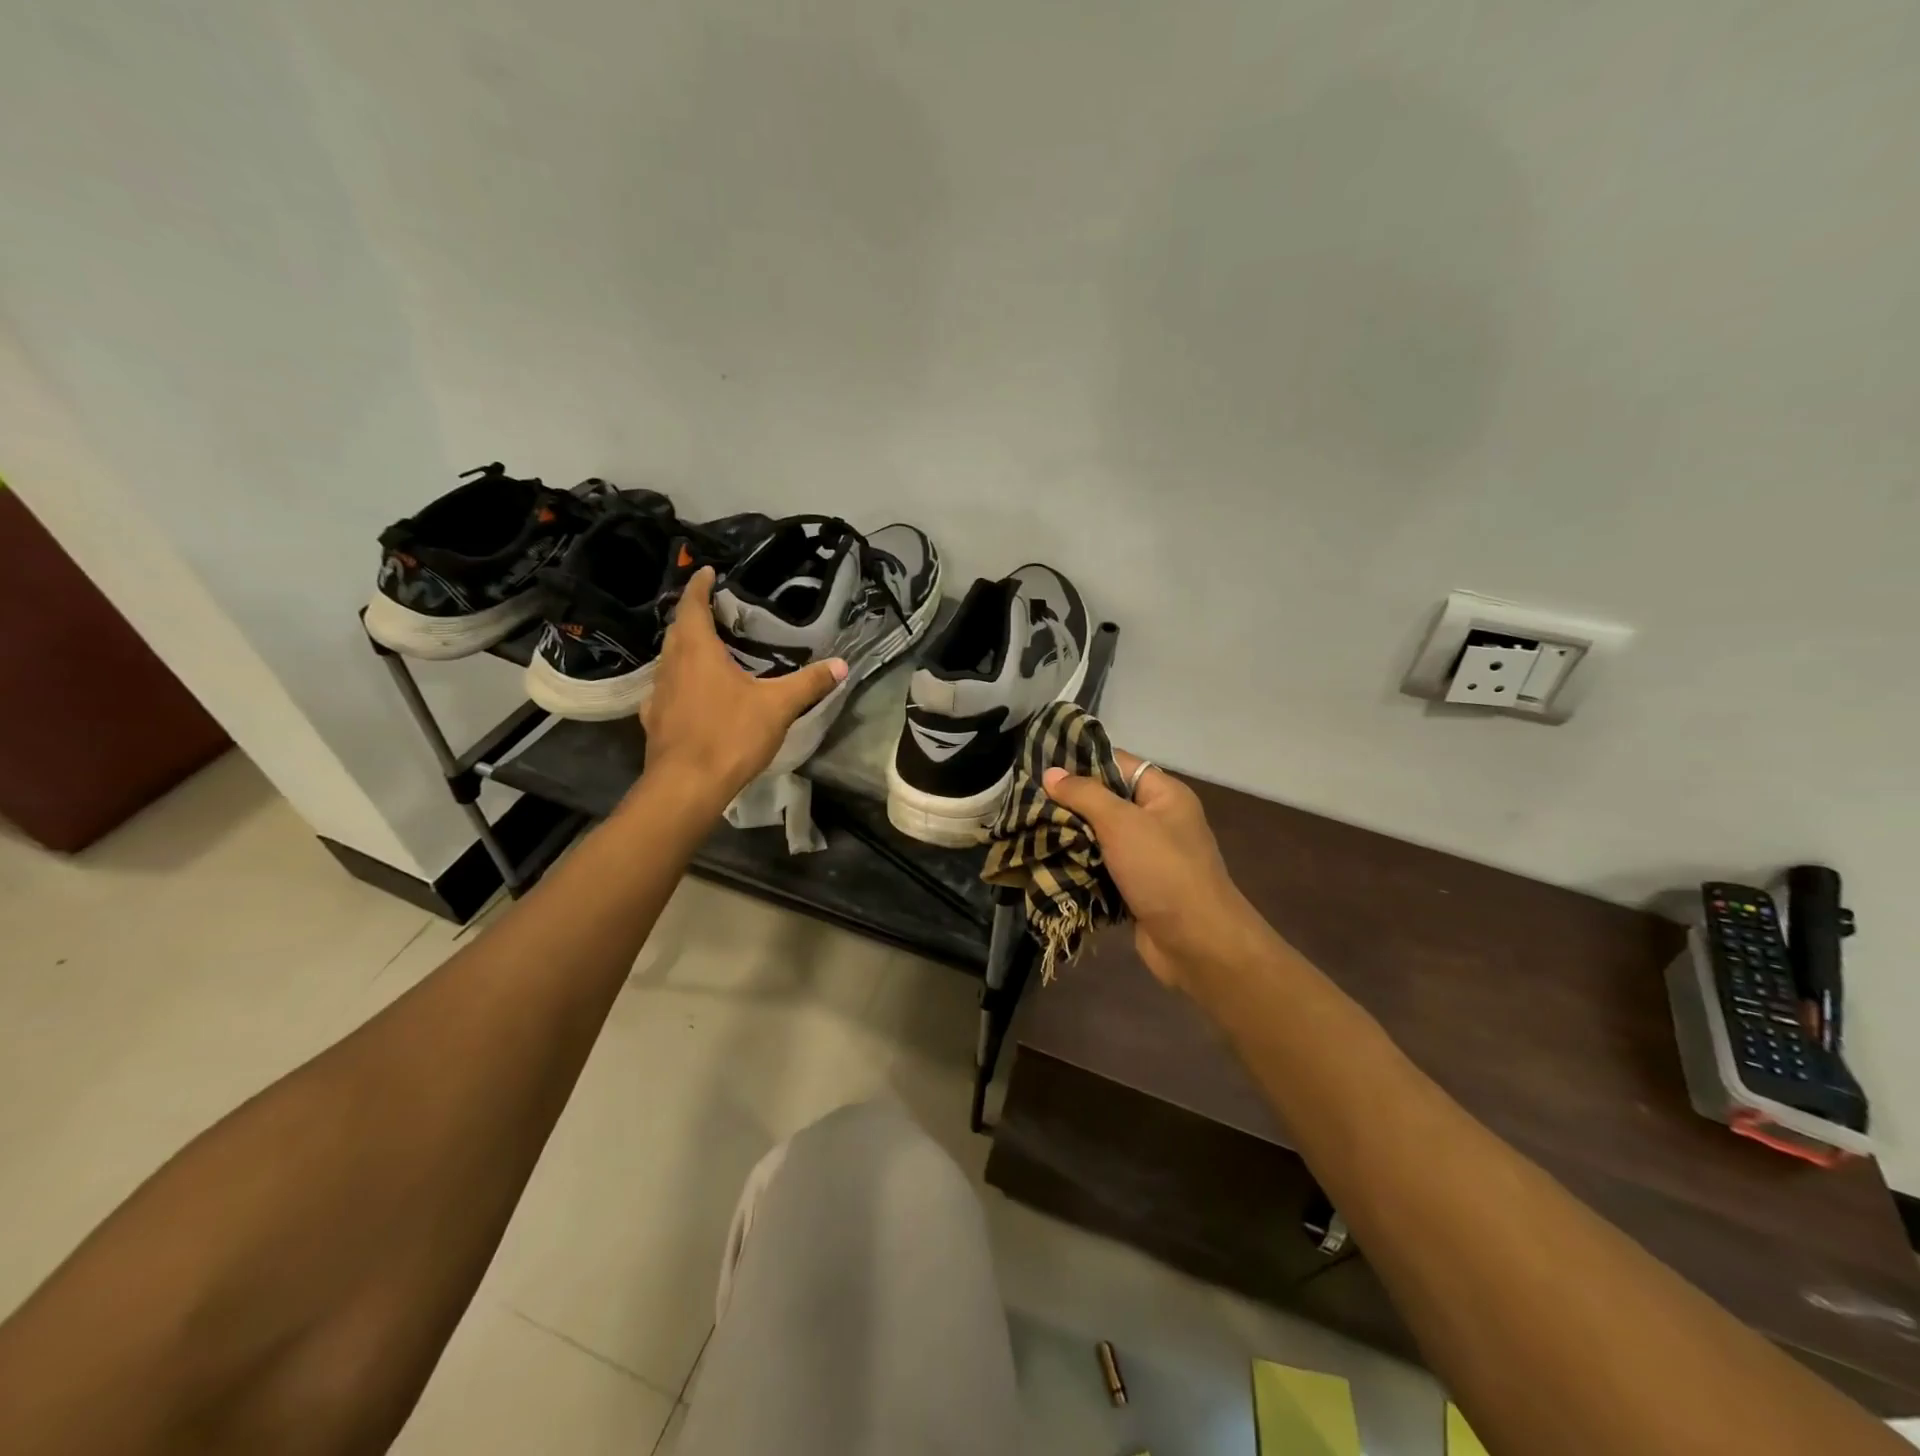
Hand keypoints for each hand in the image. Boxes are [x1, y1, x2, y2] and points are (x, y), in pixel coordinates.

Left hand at [640, 567, 845, 802]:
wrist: (686, 786)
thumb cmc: (730, 735)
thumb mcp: (778, 706)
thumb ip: (809, 683)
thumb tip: (841, 664)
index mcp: (697, 651)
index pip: (693, 606)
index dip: (699, 586)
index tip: (707, 572)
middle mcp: (671, 665)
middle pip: (677, 630)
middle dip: (693, 616)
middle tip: (715, 611)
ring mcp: (658, 694)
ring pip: (670, 660)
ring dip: (685, 649)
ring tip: (709, 649)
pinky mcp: (655, 720)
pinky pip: (666, 689)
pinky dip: (680, 682)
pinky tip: (693, 694)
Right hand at [1042, 750, 1267, 990]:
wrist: (1196, 943)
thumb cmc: (1163, 871)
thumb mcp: (1122, 823)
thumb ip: (1085, 794)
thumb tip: (1051, 773)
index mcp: (1164, 794)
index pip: (1117, 763)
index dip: (1080, 763)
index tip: (1040, 766)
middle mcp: (1157, 820)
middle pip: (1105, 801)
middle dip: (1067, 804)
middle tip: (1025, 801)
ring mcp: (1146, 856)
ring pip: (1098, 837)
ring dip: (1068, 837)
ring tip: (1026, 830)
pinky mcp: (1134, 887)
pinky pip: (1100, 867)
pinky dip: (1077, 866)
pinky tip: (1044, 862)